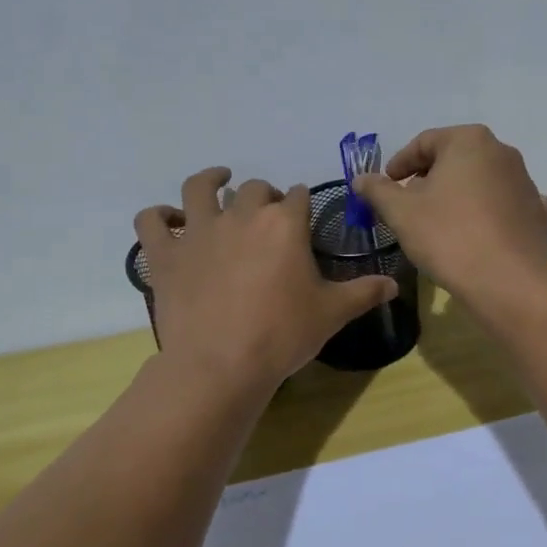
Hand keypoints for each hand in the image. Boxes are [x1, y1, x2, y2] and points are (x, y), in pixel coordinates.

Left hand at [136, 167, 398, 393]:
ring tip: (217, 181)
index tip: (303, 214)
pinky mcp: (166, 254)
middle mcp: (241, 215)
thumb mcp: (332, 313)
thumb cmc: (282, 335)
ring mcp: (198, 231)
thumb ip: (364, 292)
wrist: (221, 365)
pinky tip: (167, 219)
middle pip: (254, 189)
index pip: (297, 196)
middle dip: (264, 196)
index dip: (301, 202)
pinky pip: (151, 221)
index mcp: (284, 223)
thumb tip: (395, 285)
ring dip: (210, 181)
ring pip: (199, 188)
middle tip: (267, 215)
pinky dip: (157, 216)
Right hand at [350, 125, 546, 299]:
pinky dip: (491, 212)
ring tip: (440, 222)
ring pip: (482, 181)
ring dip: (459, 194)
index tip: (386, 186)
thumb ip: (378, 190)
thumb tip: (361, 179)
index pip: (425, 142)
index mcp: (469, 141)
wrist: (506, 282)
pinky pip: (507, 205)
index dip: (400, 163)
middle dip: (430, 178)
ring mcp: (525, 182)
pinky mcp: (537, 212)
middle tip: (409, 205)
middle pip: (455, 159)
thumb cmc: (448, 236)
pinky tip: (481, 230)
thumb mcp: (401, 212)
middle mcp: (502, 152)